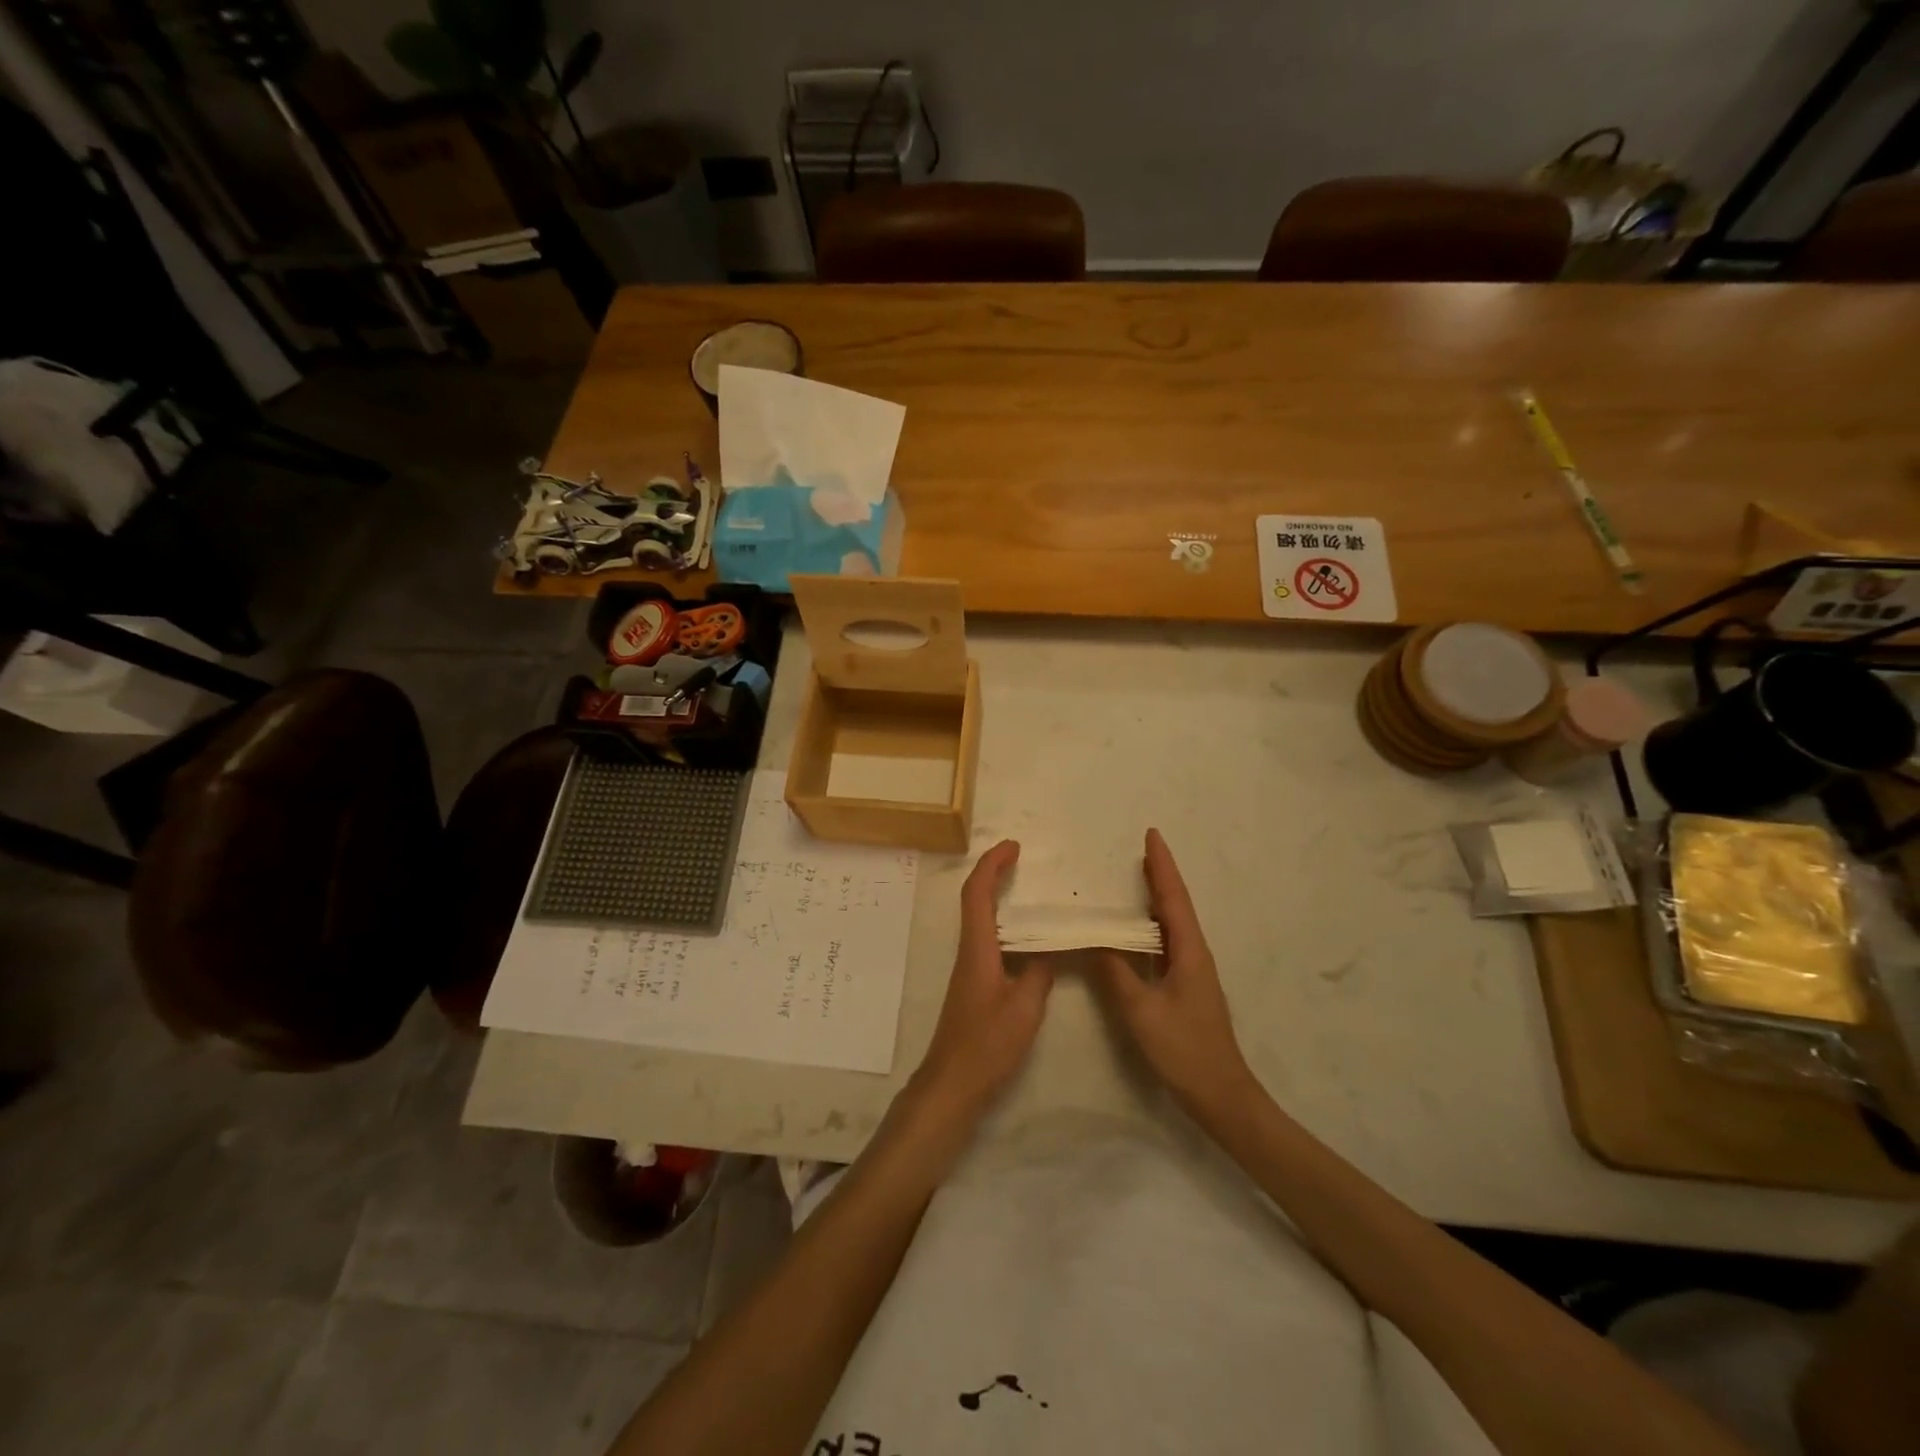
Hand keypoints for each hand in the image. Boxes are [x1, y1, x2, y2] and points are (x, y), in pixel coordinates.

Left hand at [914, 840, 1054, 1115]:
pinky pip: (988, 940)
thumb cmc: (987, 1044)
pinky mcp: (974, 985)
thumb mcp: (1024, 1009)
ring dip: (998, 896)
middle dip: (994, 873)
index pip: (977, 894)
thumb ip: (1039, 975)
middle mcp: (969, 951)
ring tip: (1030, 890)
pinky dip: (1004, 924)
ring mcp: (970, 968)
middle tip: (1021, 859)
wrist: (953, 1083)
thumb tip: (1049, 953)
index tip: (1013, 846)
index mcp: (978, 949)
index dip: (992, 865)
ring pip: (980, 919)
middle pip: (975, 900)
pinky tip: (1028, 938)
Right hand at [1091, 829, 1255, 1119]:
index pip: (1173, 898)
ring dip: (1156, 898)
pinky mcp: (1185, 987)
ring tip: (1134, 878)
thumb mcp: (1141, 1010)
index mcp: (1189, 951)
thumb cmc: (1183, 1049)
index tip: (1152, 835)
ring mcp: (1192, 971)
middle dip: (1159, 875)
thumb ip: (1115, 972)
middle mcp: (1194, 953)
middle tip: (1140, 849)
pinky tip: (1134, 930)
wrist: (1220, 1094)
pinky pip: (1166, 944)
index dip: (1162, 866)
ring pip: (1172, 924)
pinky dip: (1150, 926)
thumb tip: (1094, 939)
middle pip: (1175, 905)